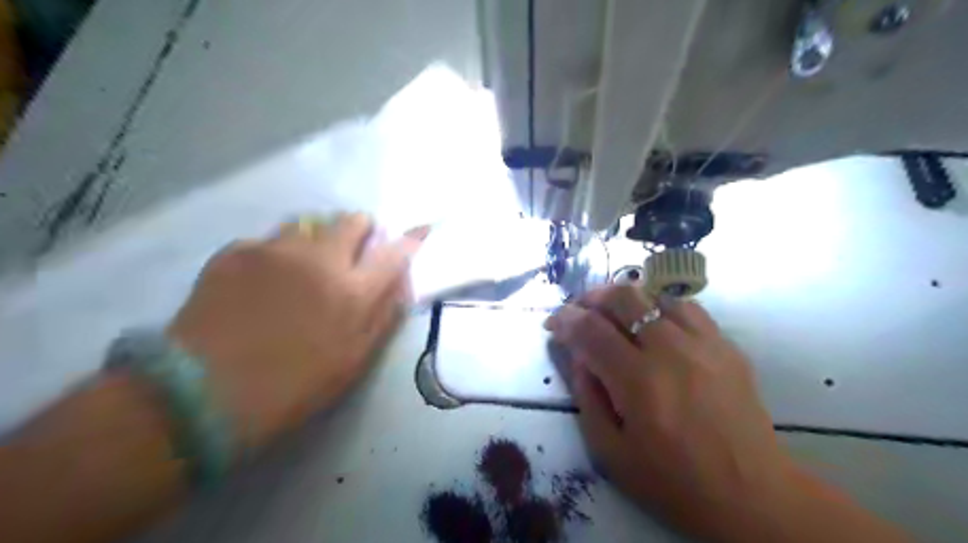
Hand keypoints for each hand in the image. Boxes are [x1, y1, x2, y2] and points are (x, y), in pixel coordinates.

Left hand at [167, 213, 424, 450]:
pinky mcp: (235, 252)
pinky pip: (268, 241)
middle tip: (351, 254)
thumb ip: (382, 316)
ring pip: (308, 224)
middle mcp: (319, 259)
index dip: (411, 239)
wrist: (202, 394)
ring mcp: (274, 250)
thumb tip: (399, 285)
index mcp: (352, 291)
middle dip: (360, 231)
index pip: (395, 252)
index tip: (420, 229)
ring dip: (316, 240)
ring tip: (301, 267)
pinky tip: (260, 283)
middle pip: (351, 220)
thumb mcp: (352, 362)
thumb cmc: (292, 386)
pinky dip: (275, 255)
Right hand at [548, 287, 797, 539]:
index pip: (591, 330)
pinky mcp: (727, 346)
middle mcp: (671, 351)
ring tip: (614, 313)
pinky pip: (687, 308)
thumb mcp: (610, 451)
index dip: (565, 319)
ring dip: (627, 298)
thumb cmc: (673, 481)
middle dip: (592, 297)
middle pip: (624, 297)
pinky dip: (660, 306)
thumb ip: (586, 396)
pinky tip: (653, 322)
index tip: (553, 321)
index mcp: (638, 382)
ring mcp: (704, 344)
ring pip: (656, 295)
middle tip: (580, 311)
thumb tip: (578, 355)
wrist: (751, 496)